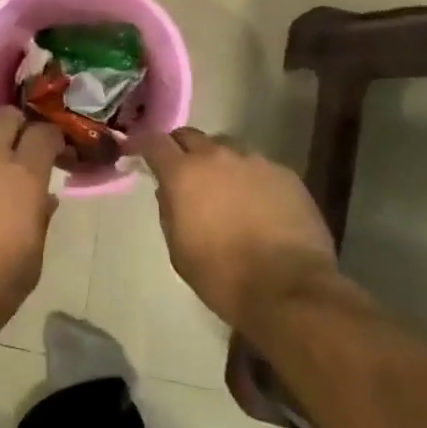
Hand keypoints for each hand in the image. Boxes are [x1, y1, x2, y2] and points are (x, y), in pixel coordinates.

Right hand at [136, 127, 337, 328]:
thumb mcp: (179, 249)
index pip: (154, 142)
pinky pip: (258, 166)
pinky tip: (256, 203)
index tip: (135, 152)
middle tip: (181, 171)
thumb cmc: (222, 275)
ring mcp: (255, 162)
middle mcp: (218, 157)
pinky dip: (249, 178)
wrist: (290, 291)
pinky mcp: (286, 175)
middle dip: (181, 149)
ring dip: (217, 163)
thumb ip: (169, 210)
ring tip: (223, 188)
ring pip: (227, 149)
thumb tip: (168, 190)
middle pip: (191, 136)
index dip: (142, 144)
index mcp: (184, 173)